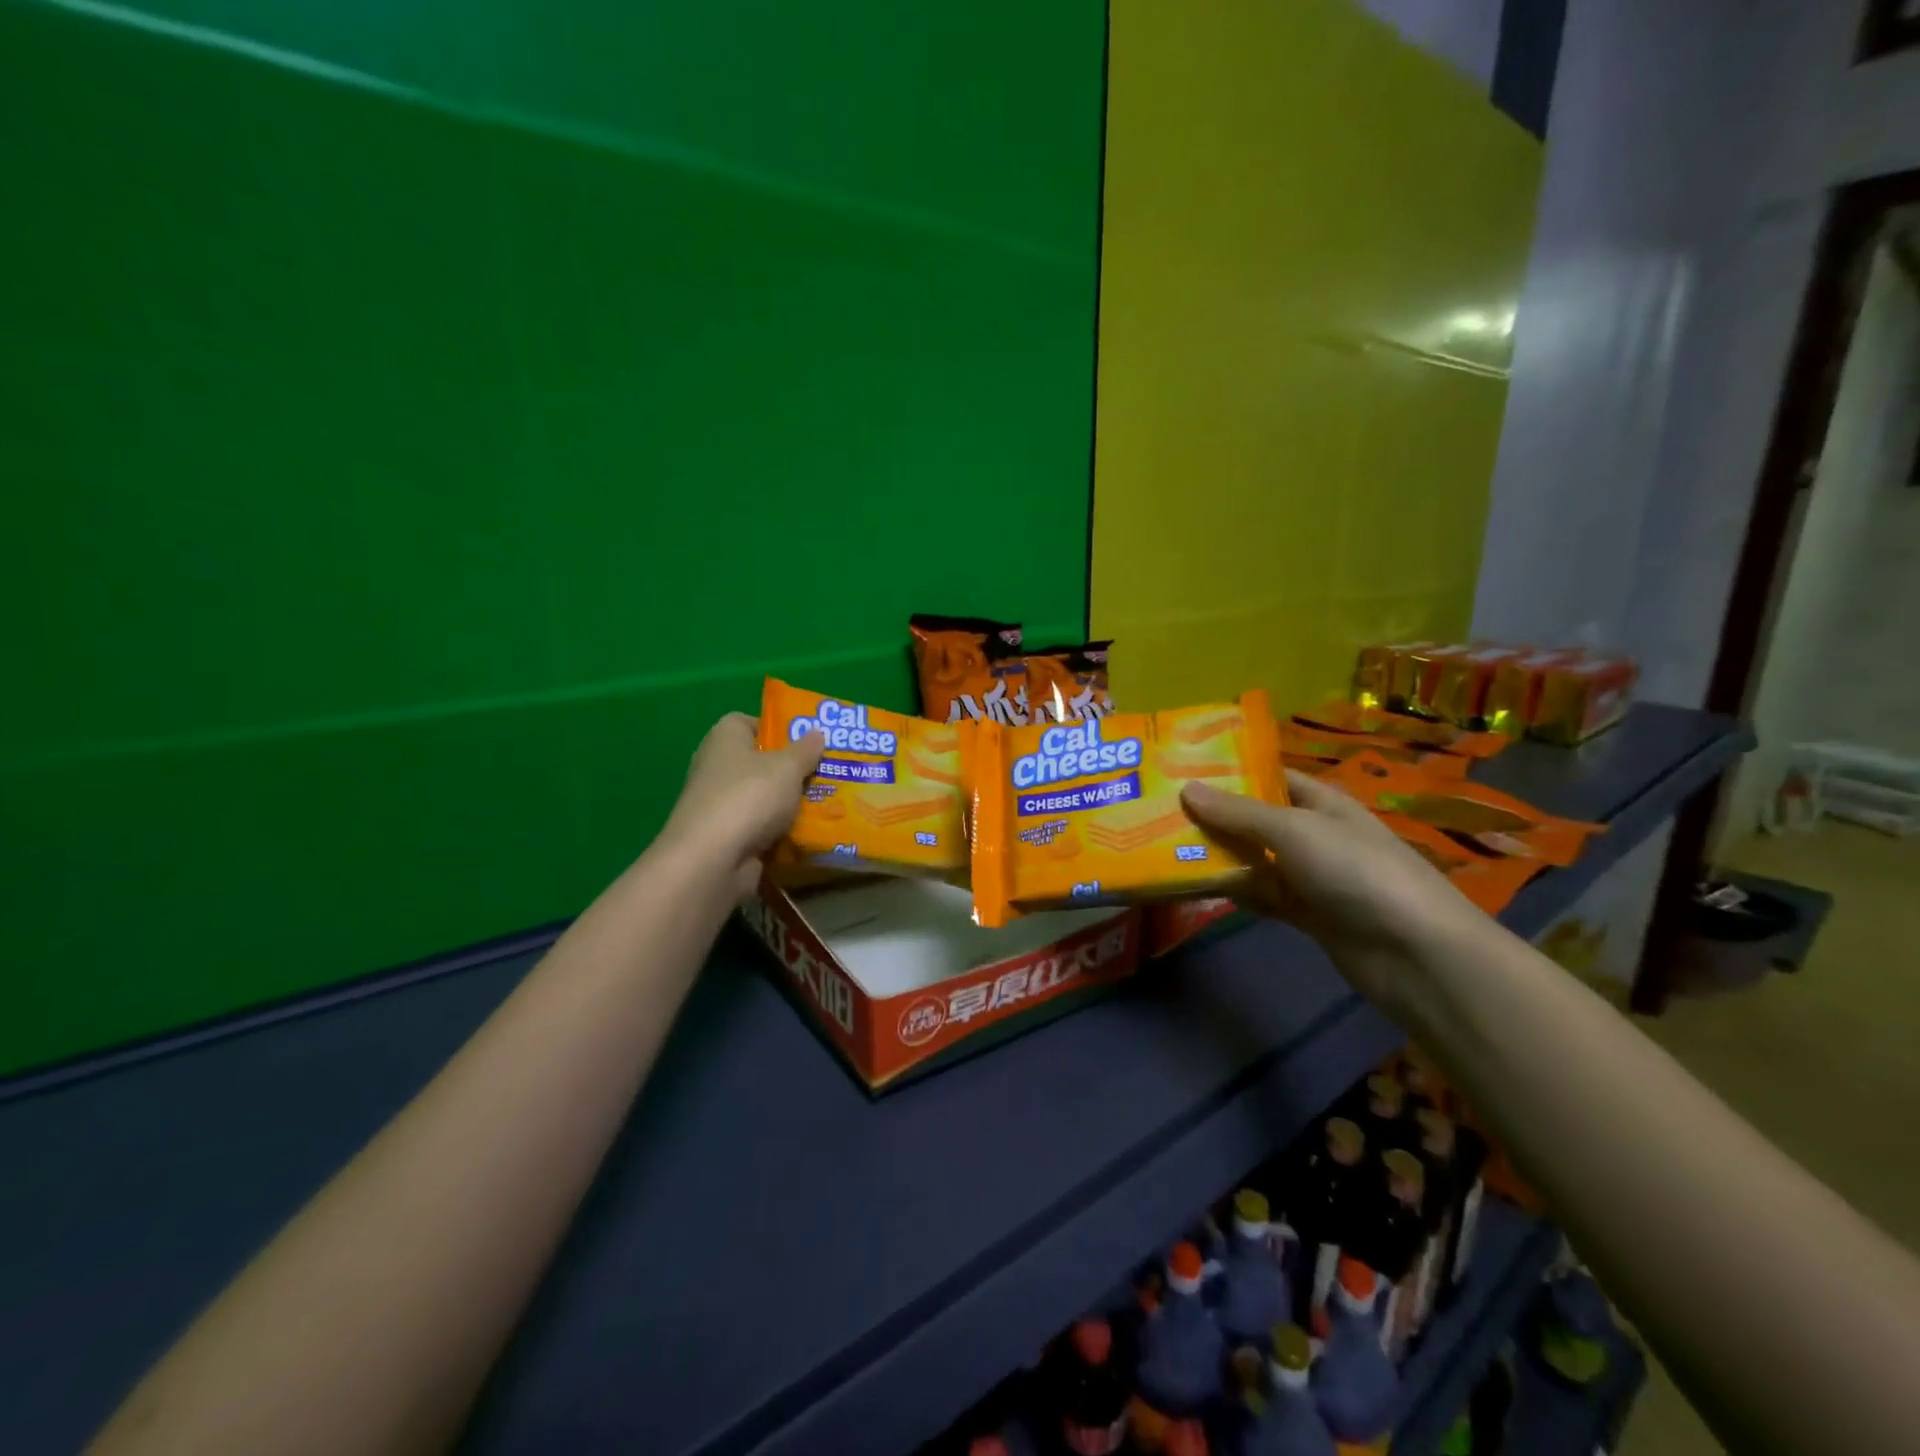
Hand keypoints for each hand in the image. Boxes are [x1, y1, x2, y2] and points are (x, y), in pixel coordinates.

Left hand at [661, 713, 823, 894]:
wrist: (714, 860)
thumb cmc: (749, 797)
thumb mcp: (787, 767)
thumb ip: (805, 750)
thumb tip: (816, 732)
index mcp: (724, 739)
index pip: (747, 722)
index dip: (776, 728)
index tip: (805, 740)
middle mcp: (716, 768)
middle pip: (759, 762)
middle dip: (791, 768)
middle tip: (826, 771)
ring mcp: (719, 805)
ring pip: (763, 797)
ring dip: (789, 802)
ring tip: (828, 802)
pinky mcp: (726, 837)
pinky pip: (761, 827)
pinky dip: (781, 830)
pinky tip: (810, 832)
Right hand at [1181, 770, 1484, 1009]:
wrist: (1413, 952)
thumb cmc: (1355, 871)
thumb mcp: (1294, 830)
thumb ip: (1239, 813)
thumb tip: (1187, 789)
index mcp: (1321, 802)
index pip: (1269, 776)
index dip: (1230, 772)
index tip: (1181, 770)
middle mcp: (1314, 834)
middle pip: (1256, 819)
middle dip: (1214, 816)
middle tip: (1159, 810)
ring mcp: (1311, 876)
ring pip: (1255, 859)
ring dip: (1219, 856)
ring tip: (1164, 847)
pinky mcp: (1307, 914)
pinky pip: (1262, 895)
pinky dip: (1236, 891)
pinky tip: (1197, 888)